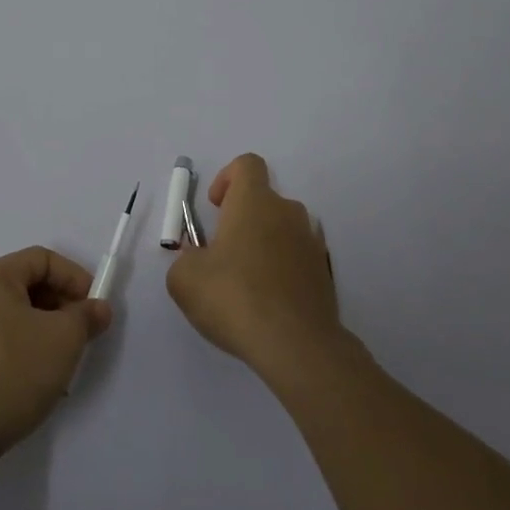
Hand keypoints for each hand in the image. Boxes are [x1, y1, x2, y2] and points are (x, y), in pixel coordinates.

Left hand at [0, 246, 112, 474]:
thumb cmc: (12, 371)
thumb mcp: (63, 339)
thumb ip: (86, 317)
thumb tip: (98, 308)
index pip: (43, 259)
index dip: (74, 277)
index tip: (94, 306)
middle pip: (28, 287)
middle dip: (62, 307)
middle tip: (83, 334)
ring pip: (16, 318)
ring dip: (46, 333)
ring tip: (65, 362)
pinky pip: (2, 344)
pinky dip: (25, 353)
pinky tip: (39, 382)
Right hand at [166, 153, 343, 382]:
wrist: (297, 345)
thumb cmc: (235, 298)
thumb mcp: (185, 279)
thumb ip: (186, 259)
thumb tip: (198, 259)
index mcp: (254, 201)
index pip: (247, 164)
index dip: (227, 178)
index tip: (215, 207)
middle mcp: (287, 212)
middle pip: (264, 200)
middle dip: (242, 219)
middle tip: (223, 255)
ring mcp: (311, 242)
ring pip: (282, 230)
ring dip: (264, 245)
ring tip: (246, 283)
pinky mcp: (325, 273)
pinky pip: (298, 258)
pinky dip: (283, 270)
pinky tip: (269, 302)